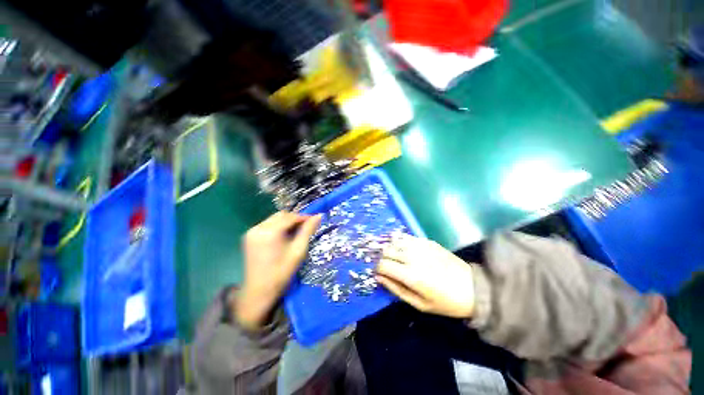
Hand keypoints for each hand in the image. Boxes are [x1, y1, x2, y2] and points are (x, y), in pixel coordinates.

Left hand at [235, 212, 321, 330]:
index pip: (290, 217)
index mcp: (270, 232)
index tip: (314, 221)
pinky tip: (283, 236)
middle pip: (281, 215)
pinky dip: (277, 227)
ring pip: (274, 219)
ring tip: (296, 232)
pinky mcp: (249, 237)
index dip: (304, 217)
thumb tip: (318, 216)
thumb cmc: (281, 272)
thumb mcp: (298, 251)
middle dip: (295, 219)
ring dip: (286, 222)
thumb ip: (308, 231)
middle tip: (306, 227)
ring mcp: (251, 232)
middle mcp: (258, 228)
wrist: (258, 292)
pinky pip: (267, 225)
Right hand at [376, 234, 474, 318]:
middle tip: (386, 266)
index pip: (382, 265)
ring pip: (394, 241)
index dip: (377, 269)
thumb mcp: (419, 304)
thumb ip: (396, 289)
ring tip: (394, 257)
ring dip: (390, 249)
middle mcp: (412, 256)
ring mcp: (420, 246)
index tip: (379, 273)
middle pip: (386, 251)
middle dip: (382, 258)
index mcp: (410, 275)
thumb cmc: (445, 302)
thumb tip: (378, 277)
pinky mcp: (427, 241)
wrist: (472, 288)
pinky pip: (406, 237)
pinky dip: (400, 241)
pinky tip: (403, 249)